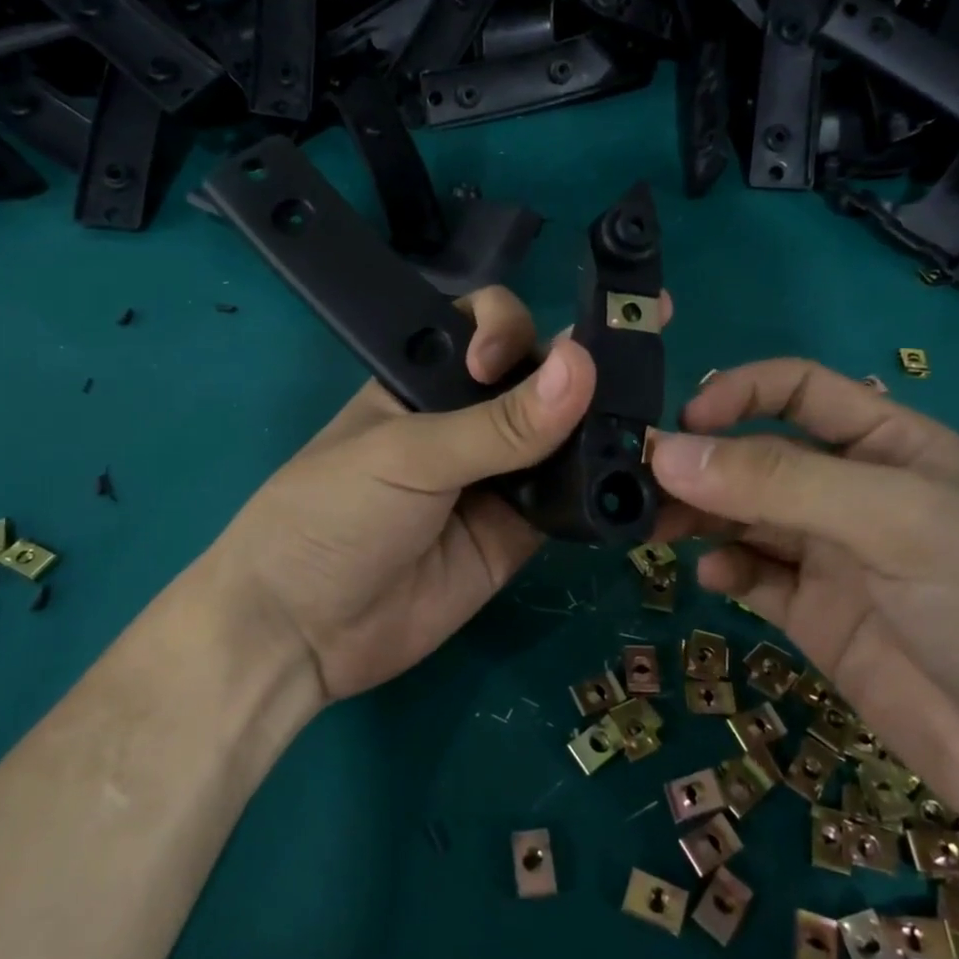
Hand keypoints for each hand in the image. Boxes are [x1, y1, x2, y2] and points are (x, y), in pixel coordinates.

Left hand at [200, 288, 606, 701]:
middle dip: (583, 374)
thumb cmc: (333, 515)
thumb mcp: (408, 457)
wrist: (304, 631)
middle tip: (635, 372)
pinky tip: (645, 485)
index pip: (486, 327)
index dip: (510, 330)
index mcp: (427, 382)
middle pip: (540, 380)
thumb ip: (497, 424)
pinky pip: (570, 503)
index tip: (501, 365)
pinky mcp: (519, 533)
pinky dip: (605, 494)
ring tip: (655, 429)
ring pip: (565, 441)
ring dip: (606, 432)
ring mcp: (498, 479)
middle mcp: (470, 422)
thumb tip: (581, 367)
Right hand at [650, 358, 958, 843]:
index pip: (796, 390)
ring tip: (655, 527)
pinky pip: (753, 575)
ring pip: (743, 516)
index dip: (737, 393)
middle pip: (756, 456)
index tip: (682, 427)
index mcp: (889, 445)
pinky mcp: (817, 619)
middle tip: (639, 485)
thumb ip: (782, 483)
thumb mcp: (901, 522)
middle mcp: (854, 493)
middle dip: (700, 463)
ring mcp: (834, 559)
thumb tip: (668, 452)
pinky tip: (712, 575)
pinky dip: (724, 566)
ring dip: (697, 513)